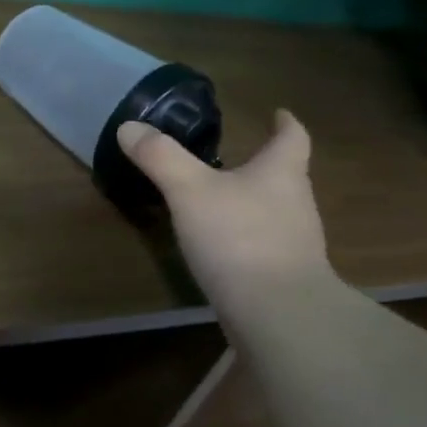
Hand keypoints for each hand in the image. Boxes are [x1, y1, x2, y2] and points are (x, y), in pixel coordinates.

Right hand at [118, 109, 331, 297]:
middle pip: (285, 175)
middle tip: (234, 159)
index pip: (292, 137)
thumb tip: (129, 126)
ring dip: (253, 204)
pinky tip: (222, 250)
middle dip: (263, 166)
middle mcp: (297, 203)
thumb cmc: (238, 238)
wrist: (277, 313)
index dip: (284, 123)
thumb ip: (160, 158)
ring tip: (220, 203)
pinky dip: (246, 241)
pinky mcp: (284, 276)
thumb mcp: (189, 191)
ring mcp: (295, 243)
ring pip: (276, 212)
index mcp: (280, 173)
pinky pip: (265, 247)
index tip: (278, 113)